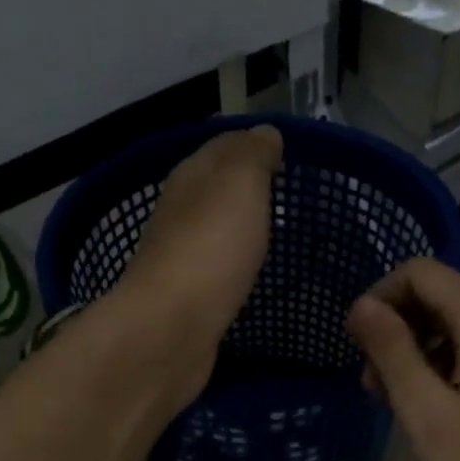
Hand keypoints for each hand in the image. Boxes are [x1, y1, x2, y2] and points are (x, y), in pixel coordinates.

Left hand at [115, 125, 281, 395]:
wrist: (172, 327)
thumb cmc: (211, 247)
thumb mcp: (239, 184)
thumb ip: (252, 154)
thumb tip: (263, 133)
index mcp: (190, 177)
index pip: (222, 146)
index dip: (253, 145)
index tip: (287, 156)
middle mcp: (179, 211)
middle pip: (214, 188)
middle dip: (246, 187)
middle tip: (286, 194)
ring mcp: (179, 255)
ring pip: (212, 228)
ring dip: (238, 226)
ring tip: (274, 230)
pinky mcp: (186, 296)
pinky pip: (215, 267)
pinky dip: (232, 262)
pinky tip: (250, 271)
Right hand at [347, 259, 459, 460]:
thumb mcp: (427, 414)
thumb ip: (392, 351)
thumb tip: (362, 305)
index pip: (422, 273)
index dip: (380, 298)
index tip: (356, 344)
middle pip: (445, 299)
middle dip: (400, 330)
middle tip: (373, 385)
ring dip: (423, 354)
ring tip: (401, 405)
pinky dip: (454, 371)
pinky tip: (442, 417)